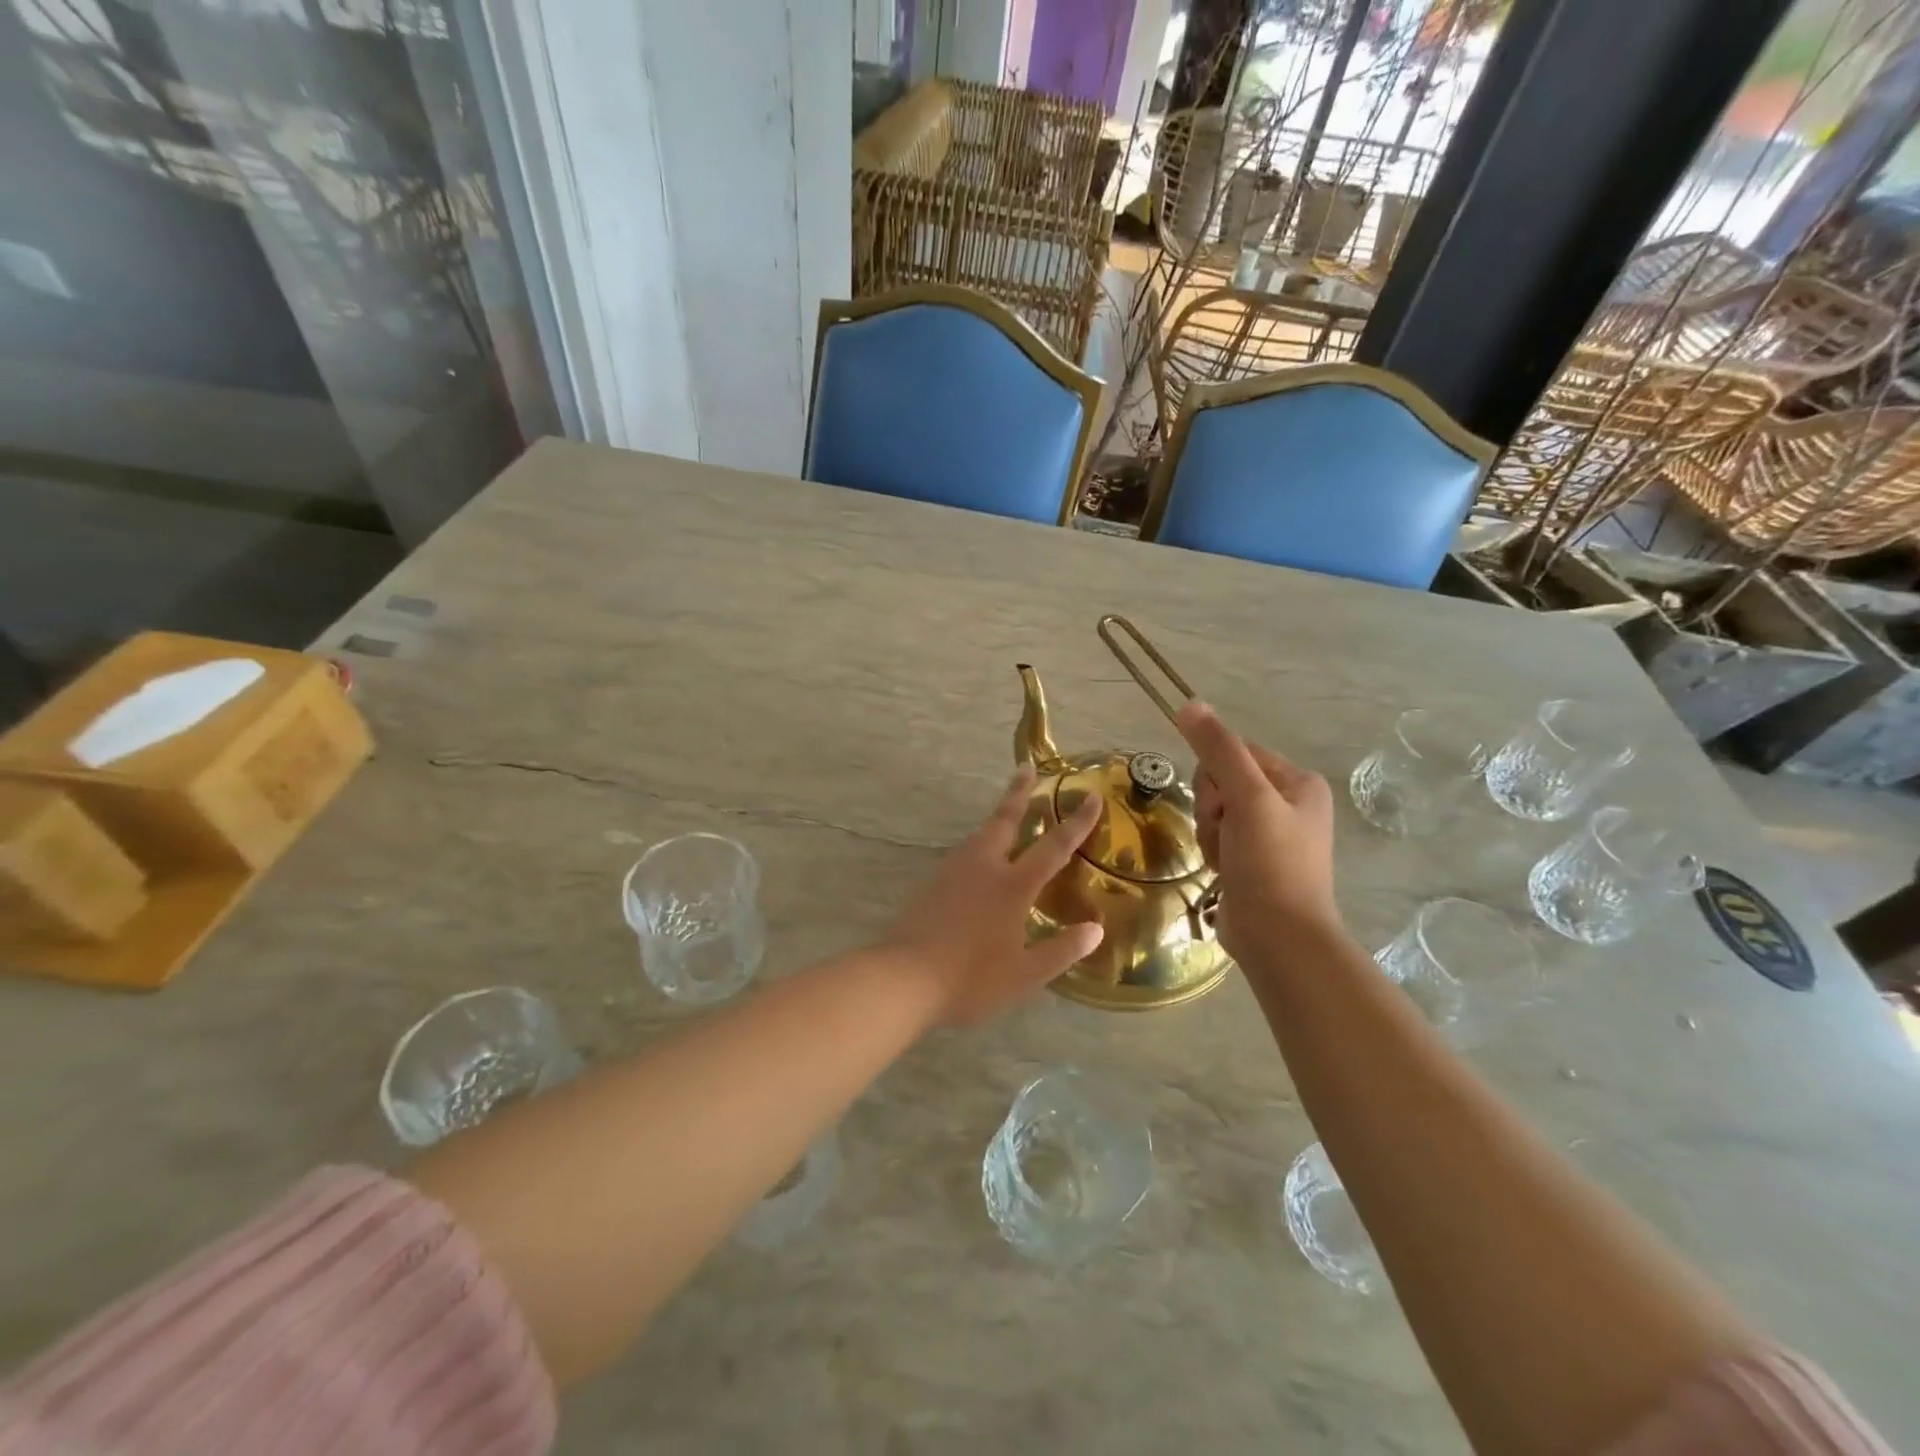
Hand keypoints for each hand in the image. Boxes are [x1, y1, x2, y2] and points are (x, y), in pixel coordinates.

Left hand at [883, 768, 1104, 1026]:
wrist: (903, 979)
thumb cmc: (971, 979)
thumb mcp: (1025, 974)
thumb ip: (1062, 950)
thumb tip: (1096, 930)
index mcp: (1012, 885)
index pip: (1054, 847)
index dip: (1077, 822)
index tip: (1092, 796)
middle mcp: (983, 867)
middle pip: (1005, 820)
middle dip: (1019, 793)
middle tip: (1025, 768)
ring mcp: (953, 871)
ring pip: (980, 834)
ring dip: (997, 817)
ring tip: (1006, 811)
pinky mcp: (932, 883)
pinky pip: (963, 853)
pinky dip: (979, 843)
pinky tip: (978, 858)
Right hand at [1177, 701, 1339, 964]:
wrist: (1279, 938)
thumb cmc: (1270, 863)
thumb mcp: (1246, 798)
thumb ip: (1218, 749)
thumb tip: (1189, 703)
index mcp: (1298, 781)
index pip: (1235, 753)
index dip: (1216, 777)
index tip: (1223, 806)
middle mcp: (1289, 803)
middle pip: (1222, 782)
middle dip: (1212, 808)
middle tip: (1225, 834)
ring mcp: (1271, 834)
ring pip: (1215, 811)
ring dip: (1209, 833)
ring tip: (1224, 859)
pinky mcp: (1254, 861)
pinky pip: (1219, 837)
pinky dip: (1213, 851)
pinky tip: (1222, 871)